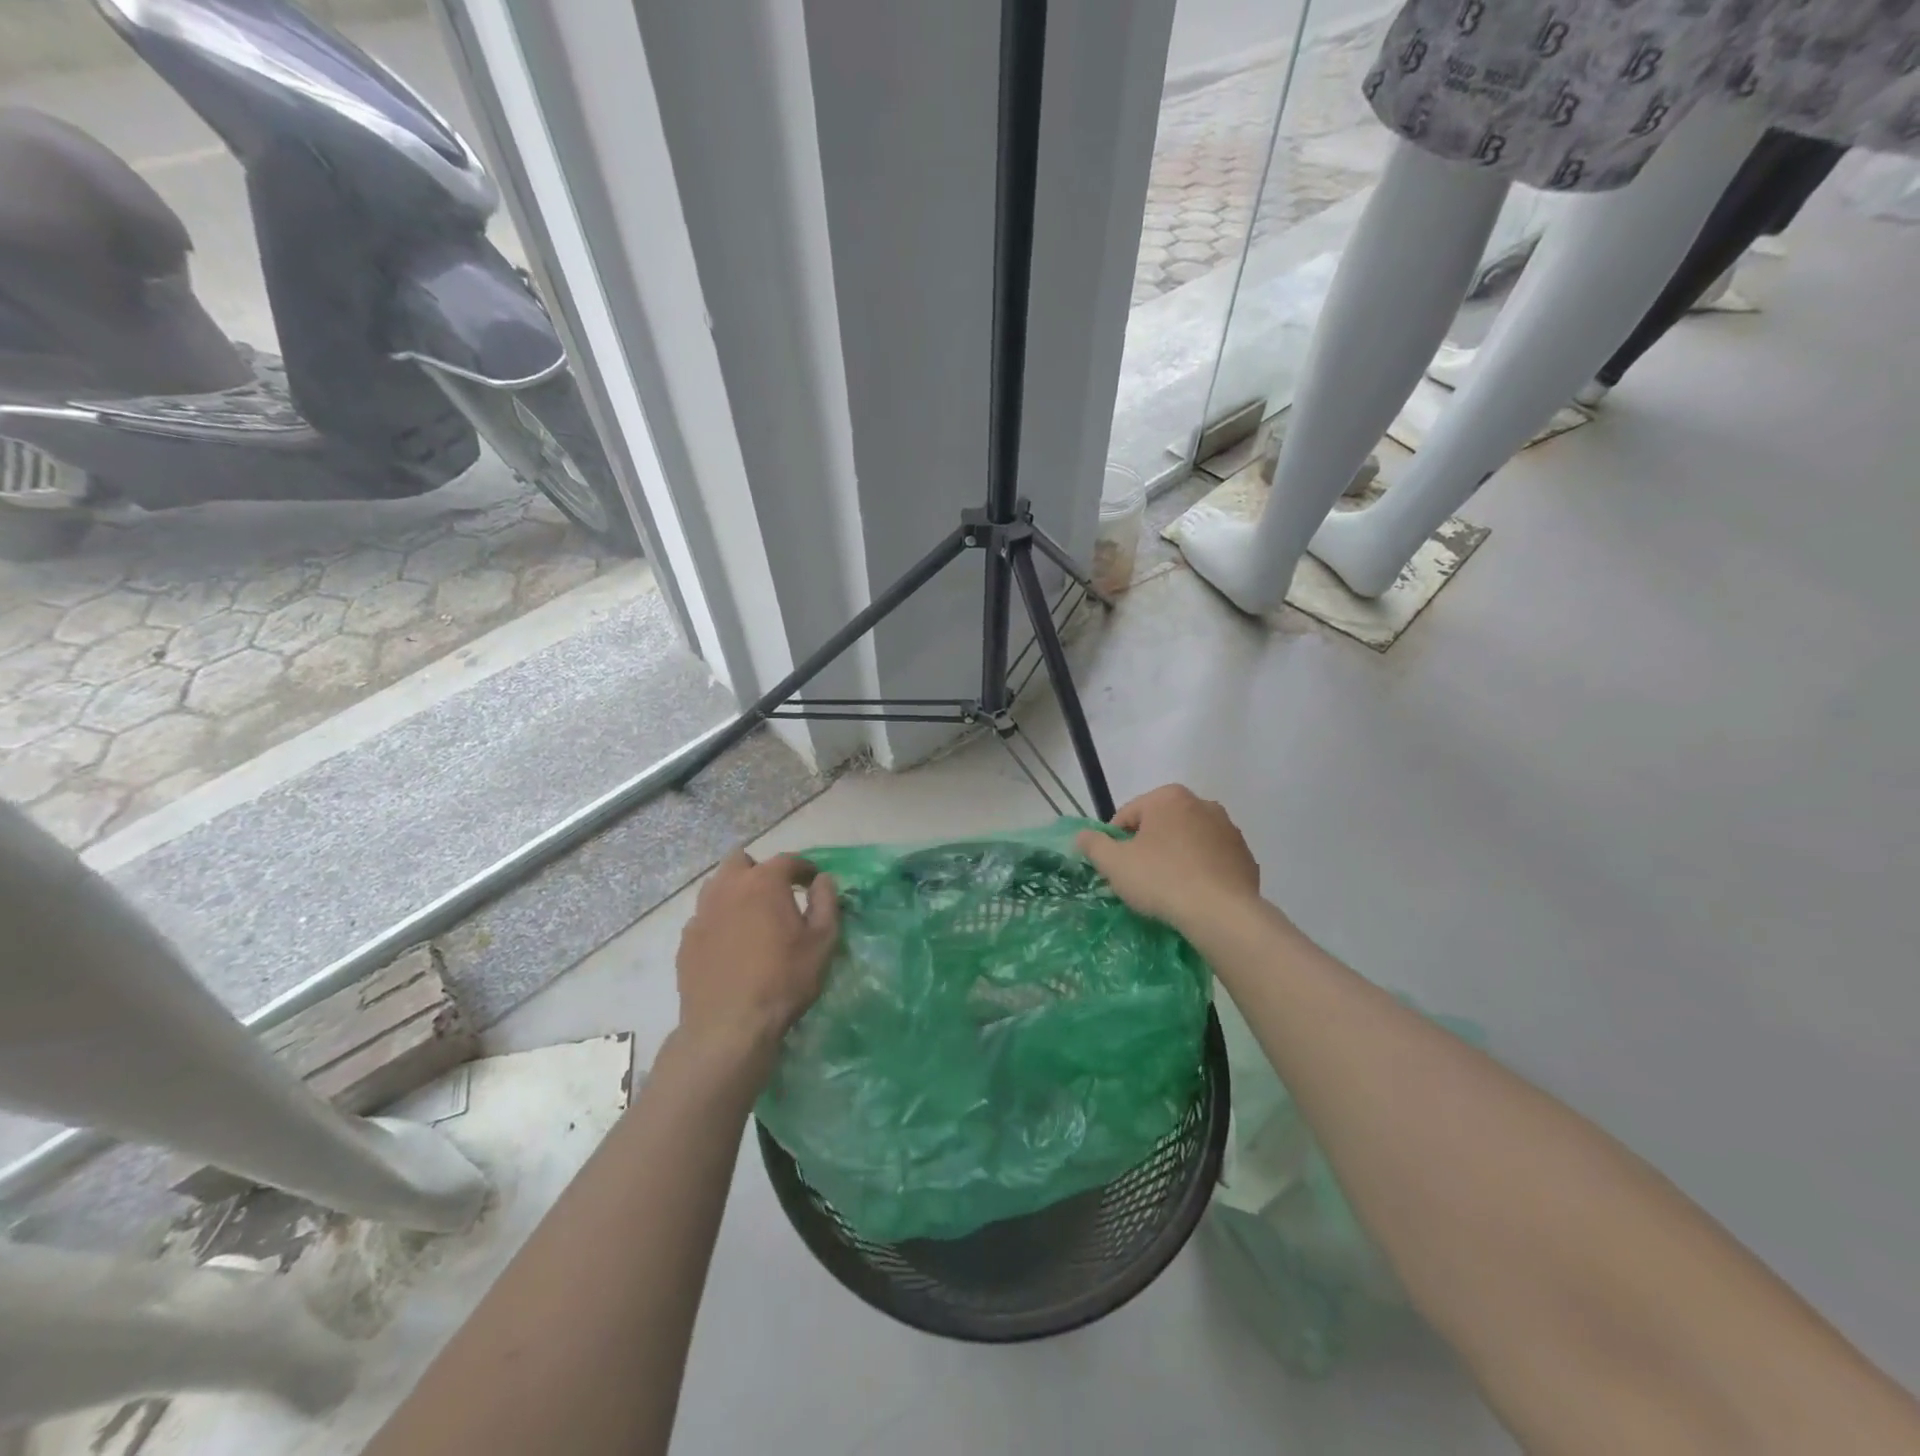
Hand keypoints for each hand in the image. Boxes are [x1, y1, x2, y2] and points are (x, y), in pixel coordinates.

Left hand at [674, 851, 838, 1068]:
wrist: (729, 1027)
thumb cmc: (784, 980)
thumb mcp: (822, 942)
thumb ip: (826, 902)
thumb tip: (823, 879)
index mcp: (763, 882)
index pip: (787, 860)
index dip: (804, 867)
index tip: (813, 881)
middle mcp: (727, 888)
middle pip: (740, 860)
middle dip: (760, 870)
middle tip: (776, 893)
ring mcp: (701, 914)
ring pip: (717, 885)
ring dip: (736, 891)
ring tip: (752, 917)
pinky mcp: (686, 940)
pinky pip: (705, 916)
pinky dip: (720, 920)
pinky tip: (731, 944)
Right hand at [1076, 785, 1261, 932]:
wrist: (1221, 914)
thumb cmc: (1161, 880)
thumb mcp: (1114, 864)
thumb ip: (1093, 844)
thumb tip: (1082, 835)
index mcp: (1168, 798)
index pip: (1128, 815)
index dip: (1116, 842)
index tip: (1116, 868)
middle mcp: (1203, 804)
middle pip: (1160, 825)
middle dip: (1148, 847)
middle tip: (1140, 879)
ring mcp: (1229, 830)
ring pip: (1189, 841)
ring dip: (1176, 857)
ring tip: (1168, 890)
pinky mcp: (1246, 857)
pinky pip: (1213, 861)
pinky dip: (1201, 872)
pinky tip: (1194, 896)